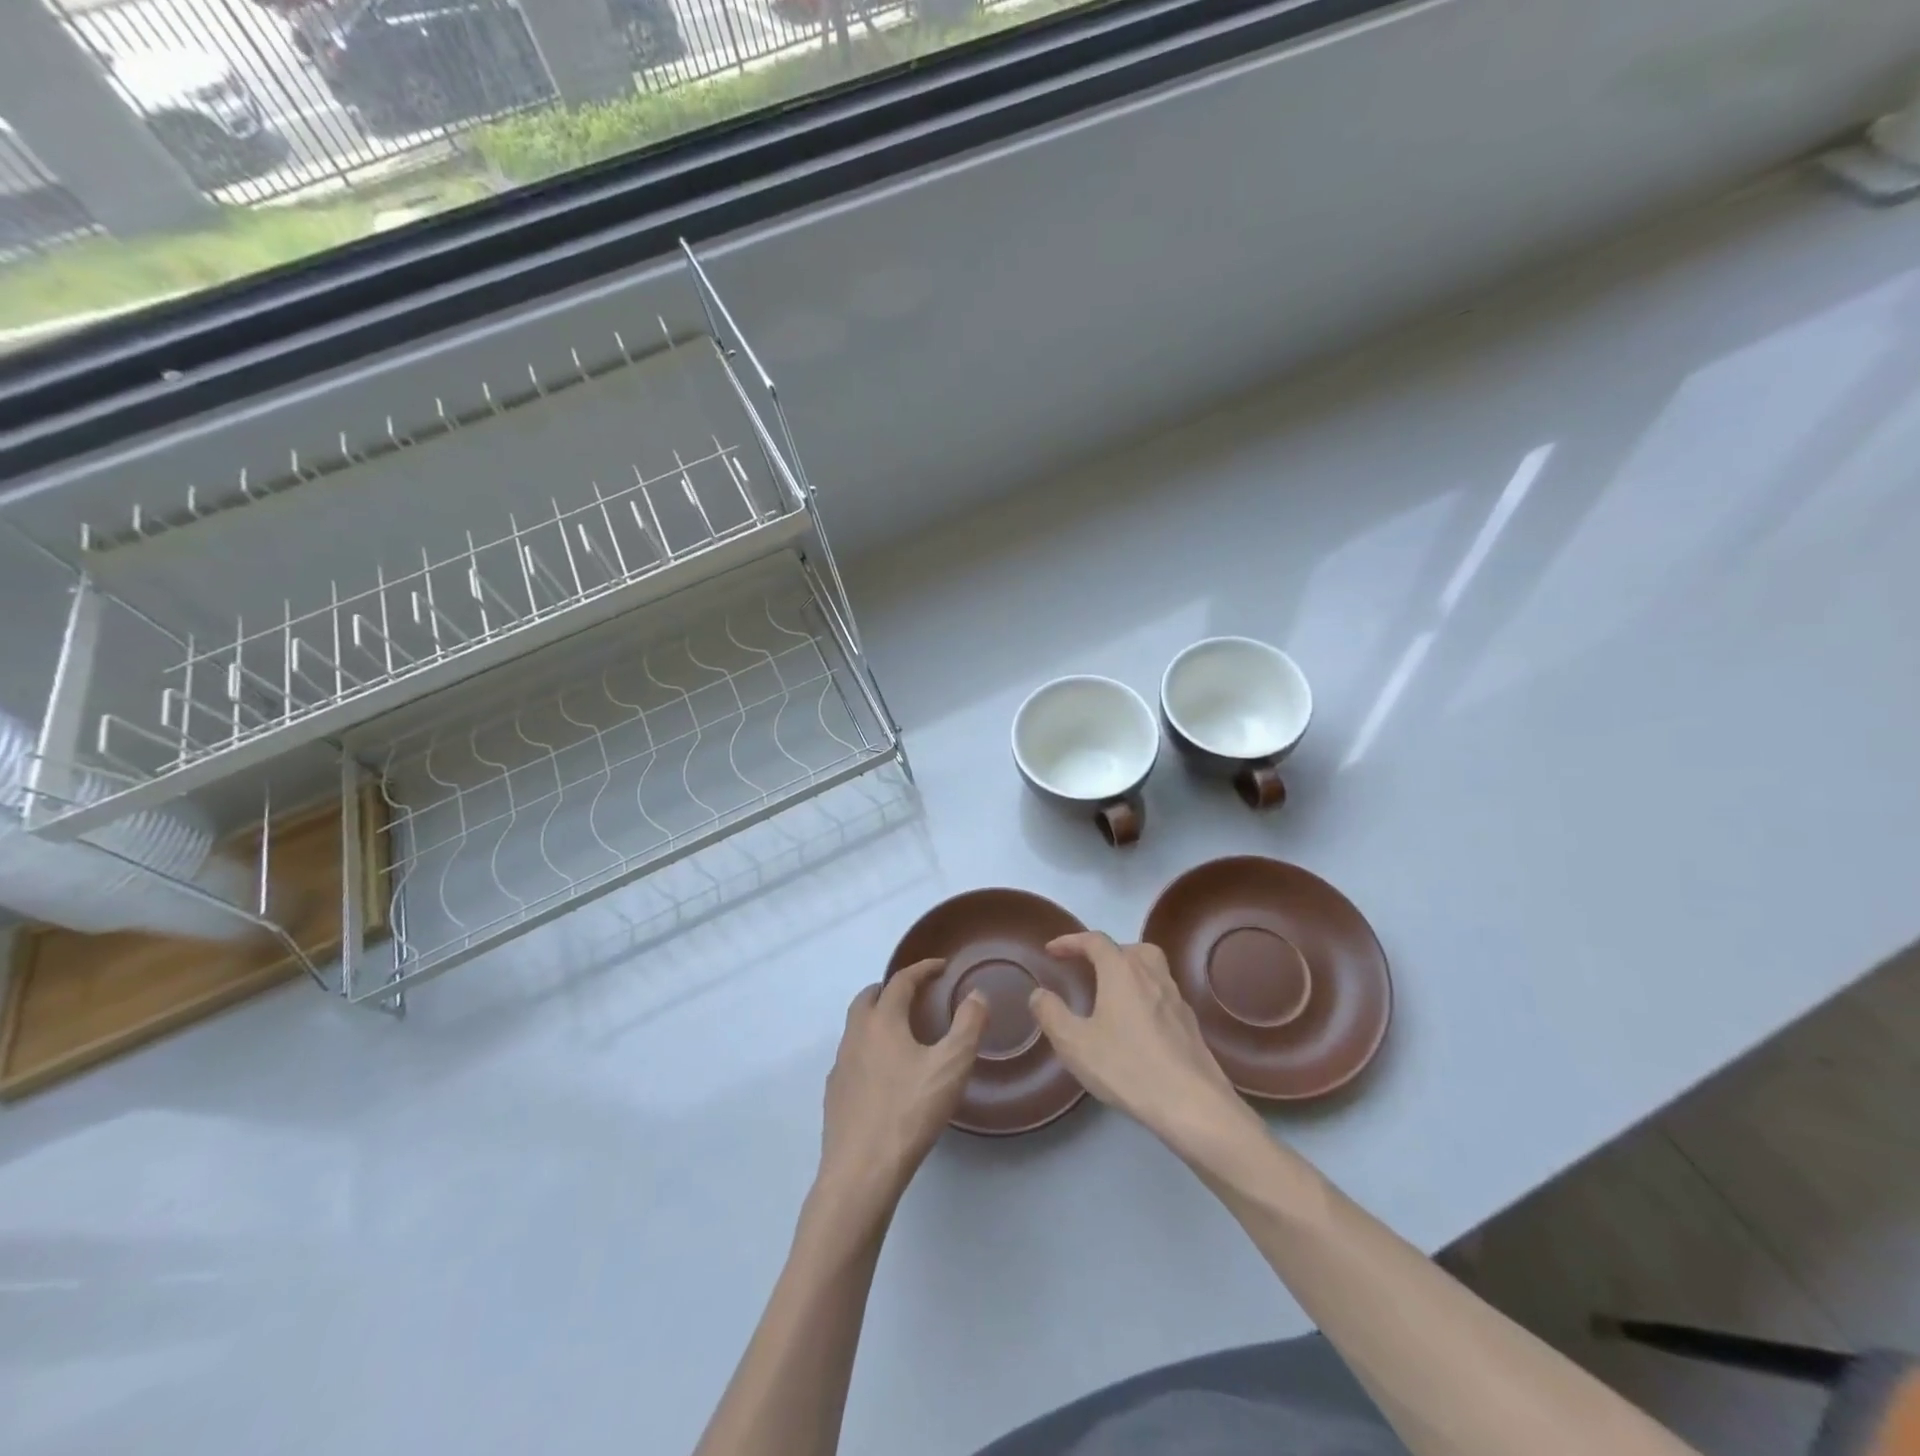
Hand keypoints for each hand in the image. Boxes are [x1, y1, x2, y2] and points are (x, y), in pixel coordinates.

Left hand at [815, 959, 987, 1226]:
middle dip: (891, 989)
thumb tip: (976, 994)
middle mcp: (855, 1035)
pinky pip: (852, 1057)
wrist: (860, 1172)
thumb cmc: (909, 1112)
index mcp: (882, 1021)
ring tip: (902, 1032)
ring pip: (856, 1027)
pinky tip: (884, 1073)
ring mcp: (840, 1066)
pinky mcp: (835, 1094)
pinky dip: (869, 1049)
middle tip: (915, 994)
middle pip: (868, 998)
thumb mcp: (951, 1067)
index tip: (940, 966)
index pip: (900, 981)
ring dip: (877, 1018)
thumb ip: (968, 1026)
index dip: (922, 969)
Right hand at [1029, 932, 1258, 1161]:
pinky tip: (1137, 1024)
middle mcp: (1152, 975)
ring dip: (1130, 970)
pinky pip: (1163, 994)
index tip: (1052, 950)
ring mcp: (1176, 998)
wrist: (1192, 1103)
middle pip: (1129, 948)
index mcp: (1122, 971)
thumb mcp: (1075, 1044)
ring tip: (1112, 993)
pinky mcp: (1190, 1023)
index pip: (1094, 941)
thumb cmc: (1127, 1067)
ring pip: (1152, 968)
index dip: (1071, 941)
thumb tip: (1039, 993)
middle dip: (1105, 952)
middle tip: (1087, 968)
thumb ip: (1051, 1014)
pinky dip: (1146, 995)